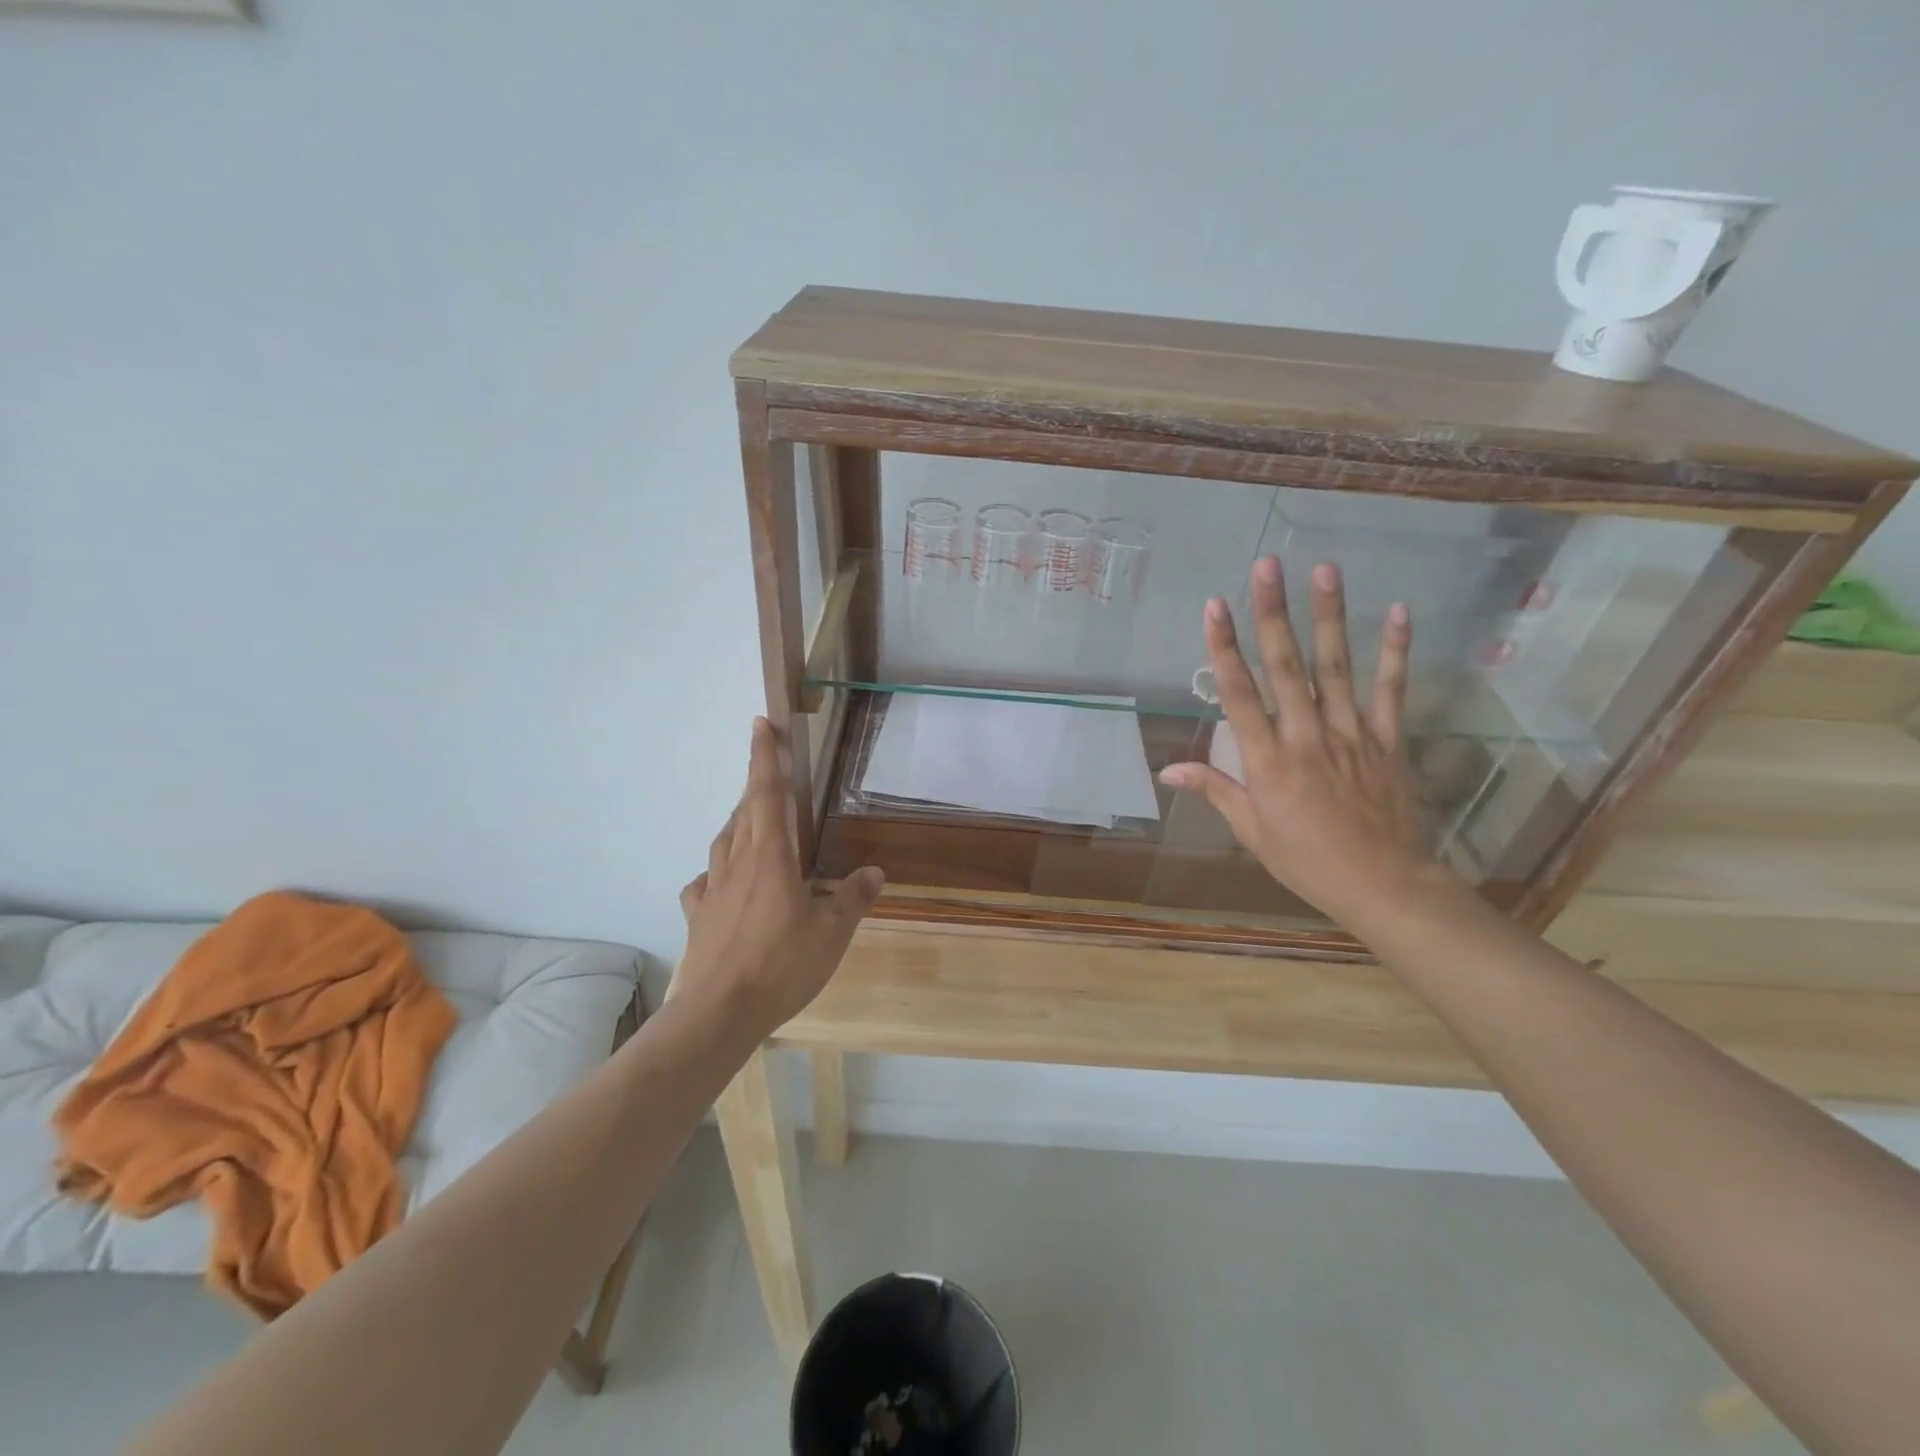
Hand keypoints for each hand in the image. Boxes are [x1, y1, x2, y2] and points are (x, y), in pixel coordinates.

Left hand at [674, 718, 883, 1035]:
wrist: (718, 1012)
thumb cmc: (781, 965)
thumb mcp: (832, 933)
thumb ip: (853, 898)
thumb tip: (875, 873)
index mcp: (771, 856)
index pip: (768, 793)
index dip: (766, 756)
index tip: (761, 724)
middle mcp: (737, 862)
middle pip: (745, 810)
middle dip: (757, 781)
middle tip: (770, 767)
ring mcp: (712, 888)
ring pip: (724, 840)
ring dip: (739, 820)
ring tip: (753, 819)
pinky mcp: (698, 915)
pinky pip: (706, 880)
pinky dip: (718, 869)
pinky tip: (724, 880)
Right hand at [1159, 558, 1445, 931]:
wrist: (1383, 885)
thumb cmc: (1306, 860)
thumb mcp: (1251, 830)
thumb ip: (1214, 789)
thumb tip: (1167, 769)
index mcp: (1267, 761)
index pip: (1239, 695)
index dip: (1224, 648)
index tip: (1214, 606)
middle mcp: (1306, 737)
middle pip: (1286, 667)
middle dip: (1272, 614)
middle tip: (1266, 565)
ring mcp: (1352, 734)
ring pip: (1336, 668)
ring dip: (1328, 617)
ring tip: (1323, 570)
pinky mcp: (1388, 740)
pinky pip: (1392, 691)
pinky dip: (1395, 651)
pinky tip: (1398, 611)